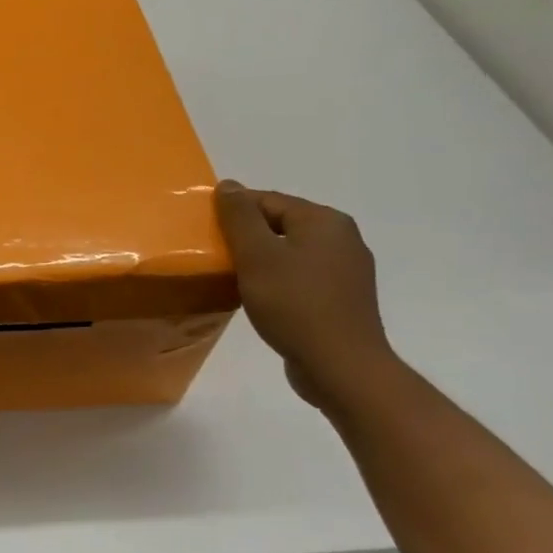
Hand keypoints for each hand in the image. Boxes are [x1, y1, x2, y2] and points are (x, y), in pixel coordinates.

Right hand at [215, 181, 398, 408]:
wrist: (341, 367)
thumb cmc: (294, 304)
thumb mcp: (257, 256)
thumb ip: (240, 217)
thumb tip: (229, 185)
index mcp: (324, 221)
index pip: (267, 200)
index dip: (232, 213)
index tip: (206, 234)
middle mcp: (342, 238)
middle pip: (280, 224)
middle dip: (246, 237)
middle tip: (217, 256)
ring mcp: (346, 270)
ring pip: (290, 252)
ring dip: (261, 261)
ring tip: (234, 278)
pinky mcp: (343, 298)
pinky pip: (301, 276)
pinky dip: (278, 281)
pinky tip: (261, 298)